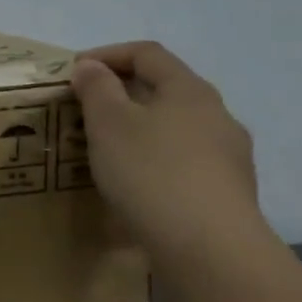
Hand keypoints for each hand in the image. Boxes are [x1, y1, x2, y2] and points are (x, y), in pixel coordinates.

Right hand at [72, 41, 264, 271]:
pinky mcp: (227, 192)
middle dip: (122, 95)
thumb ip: (97, 90)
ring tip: (107, 154)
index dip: (107, 54)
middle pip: (165, 90)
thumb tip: (92, 67)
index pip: (147, 54)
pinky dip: (154, 163)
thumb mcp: (109, 124)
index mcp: (189, 90)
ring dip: (139, 132)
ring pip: (175, 129)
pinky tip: (136, 187)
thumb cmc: (151, 173)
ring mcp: (228, 155)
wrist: (208, 247)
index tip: (73, 72)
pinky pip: (183, 164)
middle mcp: (216, 115)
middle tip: (84, 114)